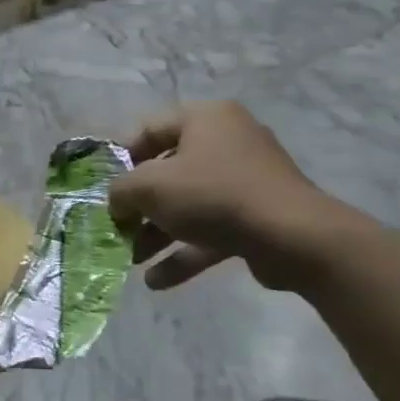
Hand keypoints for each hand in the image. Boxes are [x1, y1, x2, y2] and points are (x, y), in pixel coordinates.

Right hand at [107, 102, 352, 292]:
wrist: (292, 236)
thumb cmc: (212, 195)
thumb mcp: (148, 187)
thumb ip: (120, 191)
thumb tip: (117, 202)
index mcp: (205, 119)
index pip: (149, 129)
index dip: (122, 158)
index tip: (107, 188)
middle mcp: (228, 141)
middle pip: (169, 171)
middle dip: (140, 206)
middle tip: (118, 227)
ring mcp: (247, 180)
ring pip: (189, 204)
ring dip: (157, 234)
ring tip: (132, 260)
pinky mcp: (258, 216)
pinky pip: (212, 230)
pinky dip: (184, 252)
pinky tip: (157, 281)